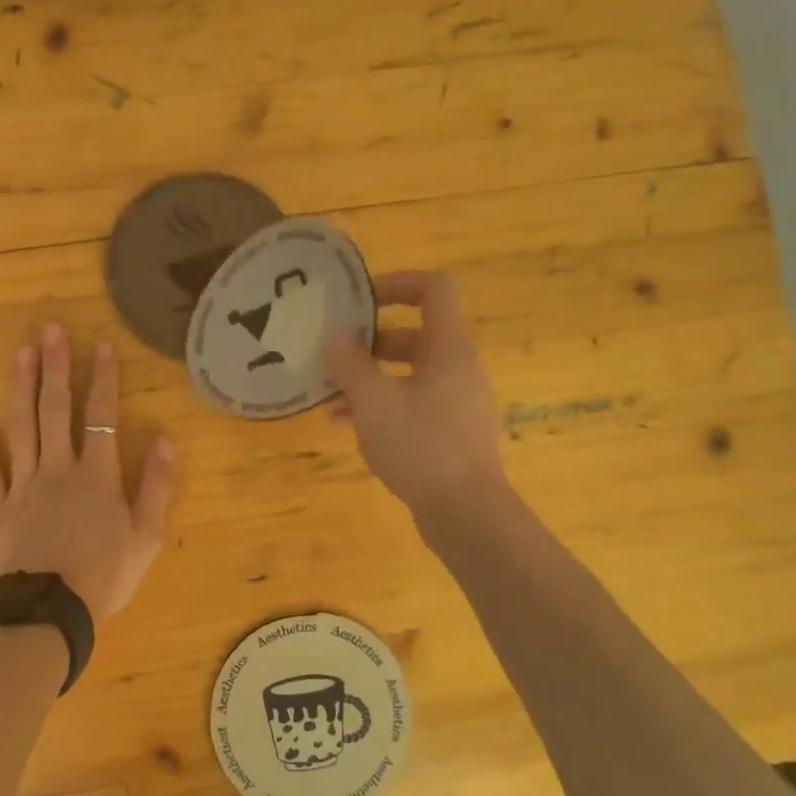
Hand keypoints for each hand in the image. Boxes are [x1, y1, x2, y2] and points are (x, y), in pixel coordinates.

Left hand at [0, 323, 176, 623]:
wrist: (48, 615)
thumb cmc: (104, 578)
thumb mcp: (146, 538)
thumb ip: (157, 487)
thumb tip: (166, 440)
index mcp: (98, 476)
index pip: (103, 416)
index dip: (104, 379)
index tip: (101, 344)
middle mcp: (59, 469)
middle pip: (57, 410)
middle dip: (57, 367)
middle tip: (50, 329)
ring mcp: (24, 485)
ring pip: (22, 426)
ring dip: (22, 387)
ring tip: (21, 352)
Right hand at [324, 270, 508, 520]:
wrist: (466, 512)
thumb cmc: (420, 445)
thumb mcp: (373, 401)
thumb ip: (350, 365)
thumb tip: (336, 338)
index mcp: (448, 348)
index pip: (434, 289)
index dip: (397, 283)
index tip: (359, 300)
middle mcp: (459, 368)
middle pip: (414, 335)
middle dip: (370, 342)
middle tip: (334, 353)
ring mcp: (458, 402)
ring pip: (409, 375)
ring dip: (370, 379)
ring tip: (330, 396)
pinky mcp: (452, 433)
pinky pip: (414, 405)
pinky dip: (383, 407)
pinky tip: (347, 426)